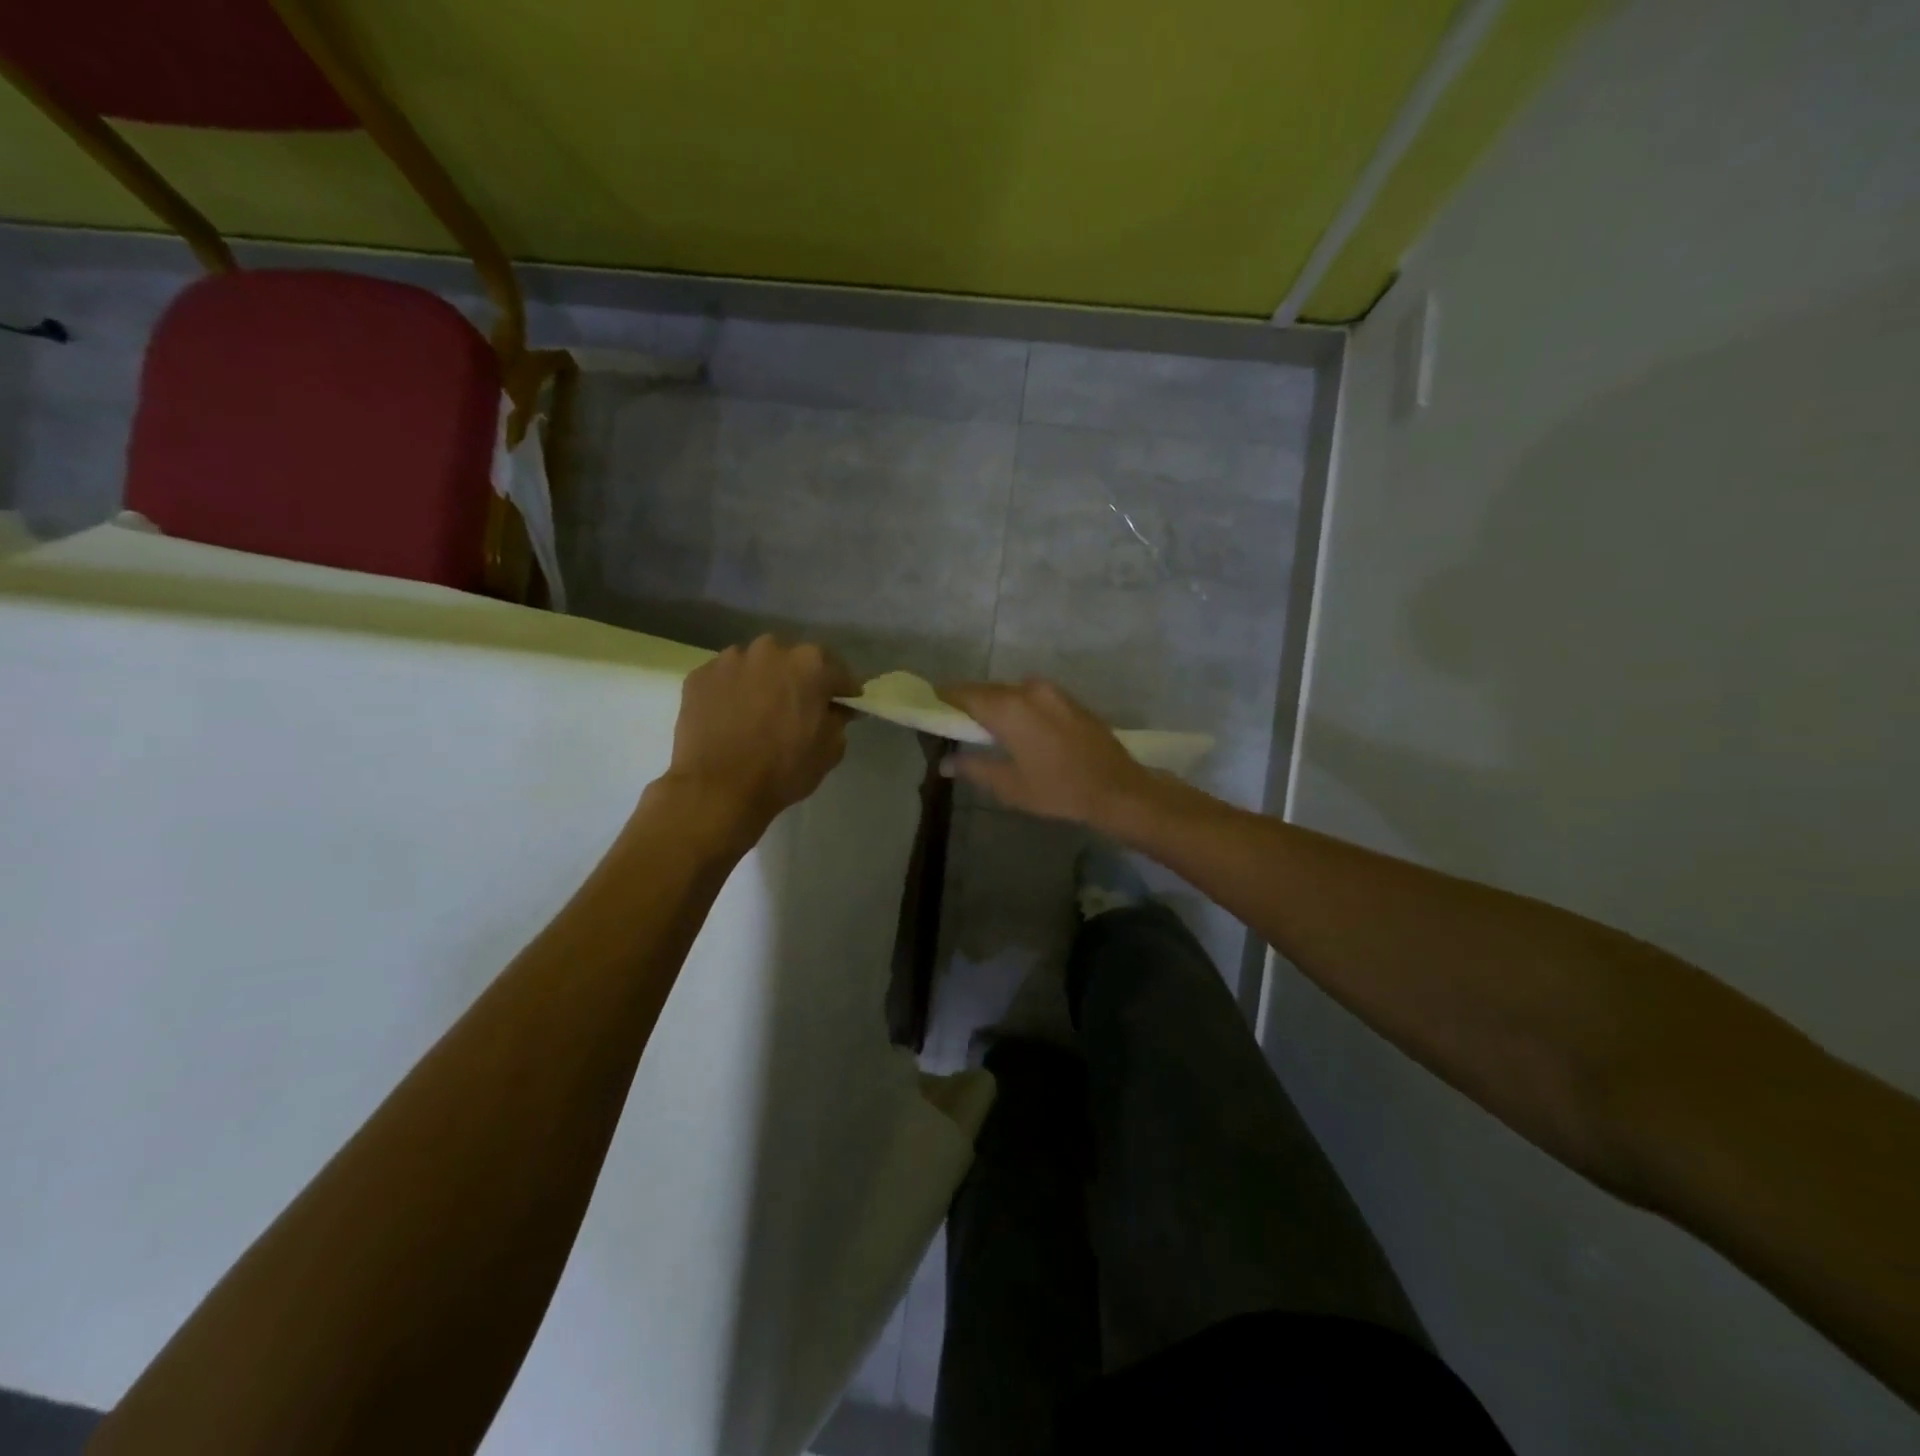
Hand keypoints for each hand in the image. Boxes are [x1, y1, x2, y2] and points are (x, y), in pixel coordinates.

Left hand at [665, 636, 858, 833]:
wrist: (717, 789)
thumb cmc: (783, 769)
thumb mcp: (830, 750)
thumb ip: (838, 720)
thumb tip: (835, 709)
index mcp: (810, 663)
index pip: (838, 672)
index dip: (842, 690)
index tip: (844, 704)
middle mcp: (770, 650)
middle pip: (793, 661)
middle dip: (799, 680)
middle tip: (798, 707)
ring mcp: (730, 659)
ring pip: (756, 666)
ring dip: (762, 682)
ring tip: (758, 712)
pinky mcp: (699, 676)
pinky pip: (725, 679)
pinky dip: (732, 692)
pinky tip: (730, 717)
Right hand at [937, 678, 1159, 828]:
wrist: (1117, 788)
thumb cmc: (1058, 790)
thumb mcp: (1009, 785)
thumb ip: (973, 768)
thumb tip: (945, 763)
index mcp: (1009, 708)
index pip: (964, 694)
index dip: (944, 698)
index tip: (931, 706)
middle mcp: (1029, 690)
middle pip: (988, 690)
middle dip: (969, 702)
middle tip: (955, 721)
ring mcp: (1053, 692)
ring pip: (1012, 691)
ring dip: (996, 704)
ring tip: (987, 727)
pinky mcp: (1070, 700)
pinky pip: (1033, 696)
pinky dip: (1018, 706)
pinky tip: (1019, 728)